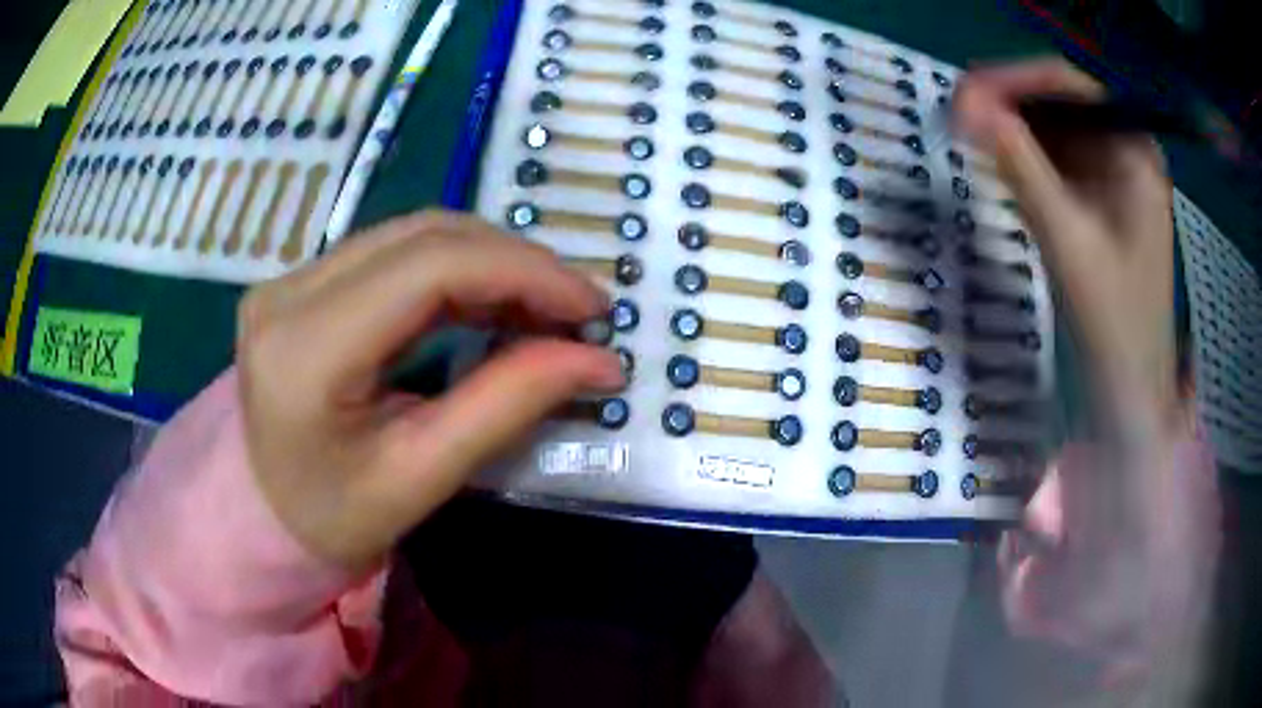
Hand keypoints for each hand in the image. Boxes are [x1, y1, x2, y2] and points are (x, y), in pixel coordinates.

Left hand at [235, 211, 623, 570]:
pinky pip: (395, 252)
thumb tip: (598, 361)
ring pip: (414, 233)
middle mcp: (290, 291)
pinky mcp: (303, 281)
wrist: (262, 513)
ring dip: (491, 260)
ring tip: (544, 307)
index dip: (523, 271)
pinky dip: (458, 269)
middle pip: (424, 235)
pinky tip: (493, 301)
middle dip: (517, 262)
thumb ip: (507, 406)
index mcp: (306, 349)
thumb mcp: (421, 476)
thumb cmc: (334, 517)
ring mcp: (291, 277)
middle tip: (577, 309)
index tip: (591, 307)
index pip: (428, 267)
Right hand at [954, 59, 1178, 435]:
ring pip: (1055, 130)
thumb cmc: (1114, 322)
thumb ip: (1020, 166)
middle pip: (1060, 103)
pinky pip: (1059, 160)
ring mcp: (1115, 174)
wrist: (1131, 389)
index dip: (1013, 79)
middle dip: (1009, 104)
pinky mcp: (1102, 198)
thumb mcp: (1068, 239)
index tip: (962, 92)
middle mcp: (1126, 150)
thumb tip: (964, 104)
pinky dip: (1026, 158)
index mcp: (1134, 150)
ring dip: (1013, 130)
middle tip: (958, 117)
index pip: (1069, 84)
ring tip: (970, 138)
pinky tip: (1001, 165)